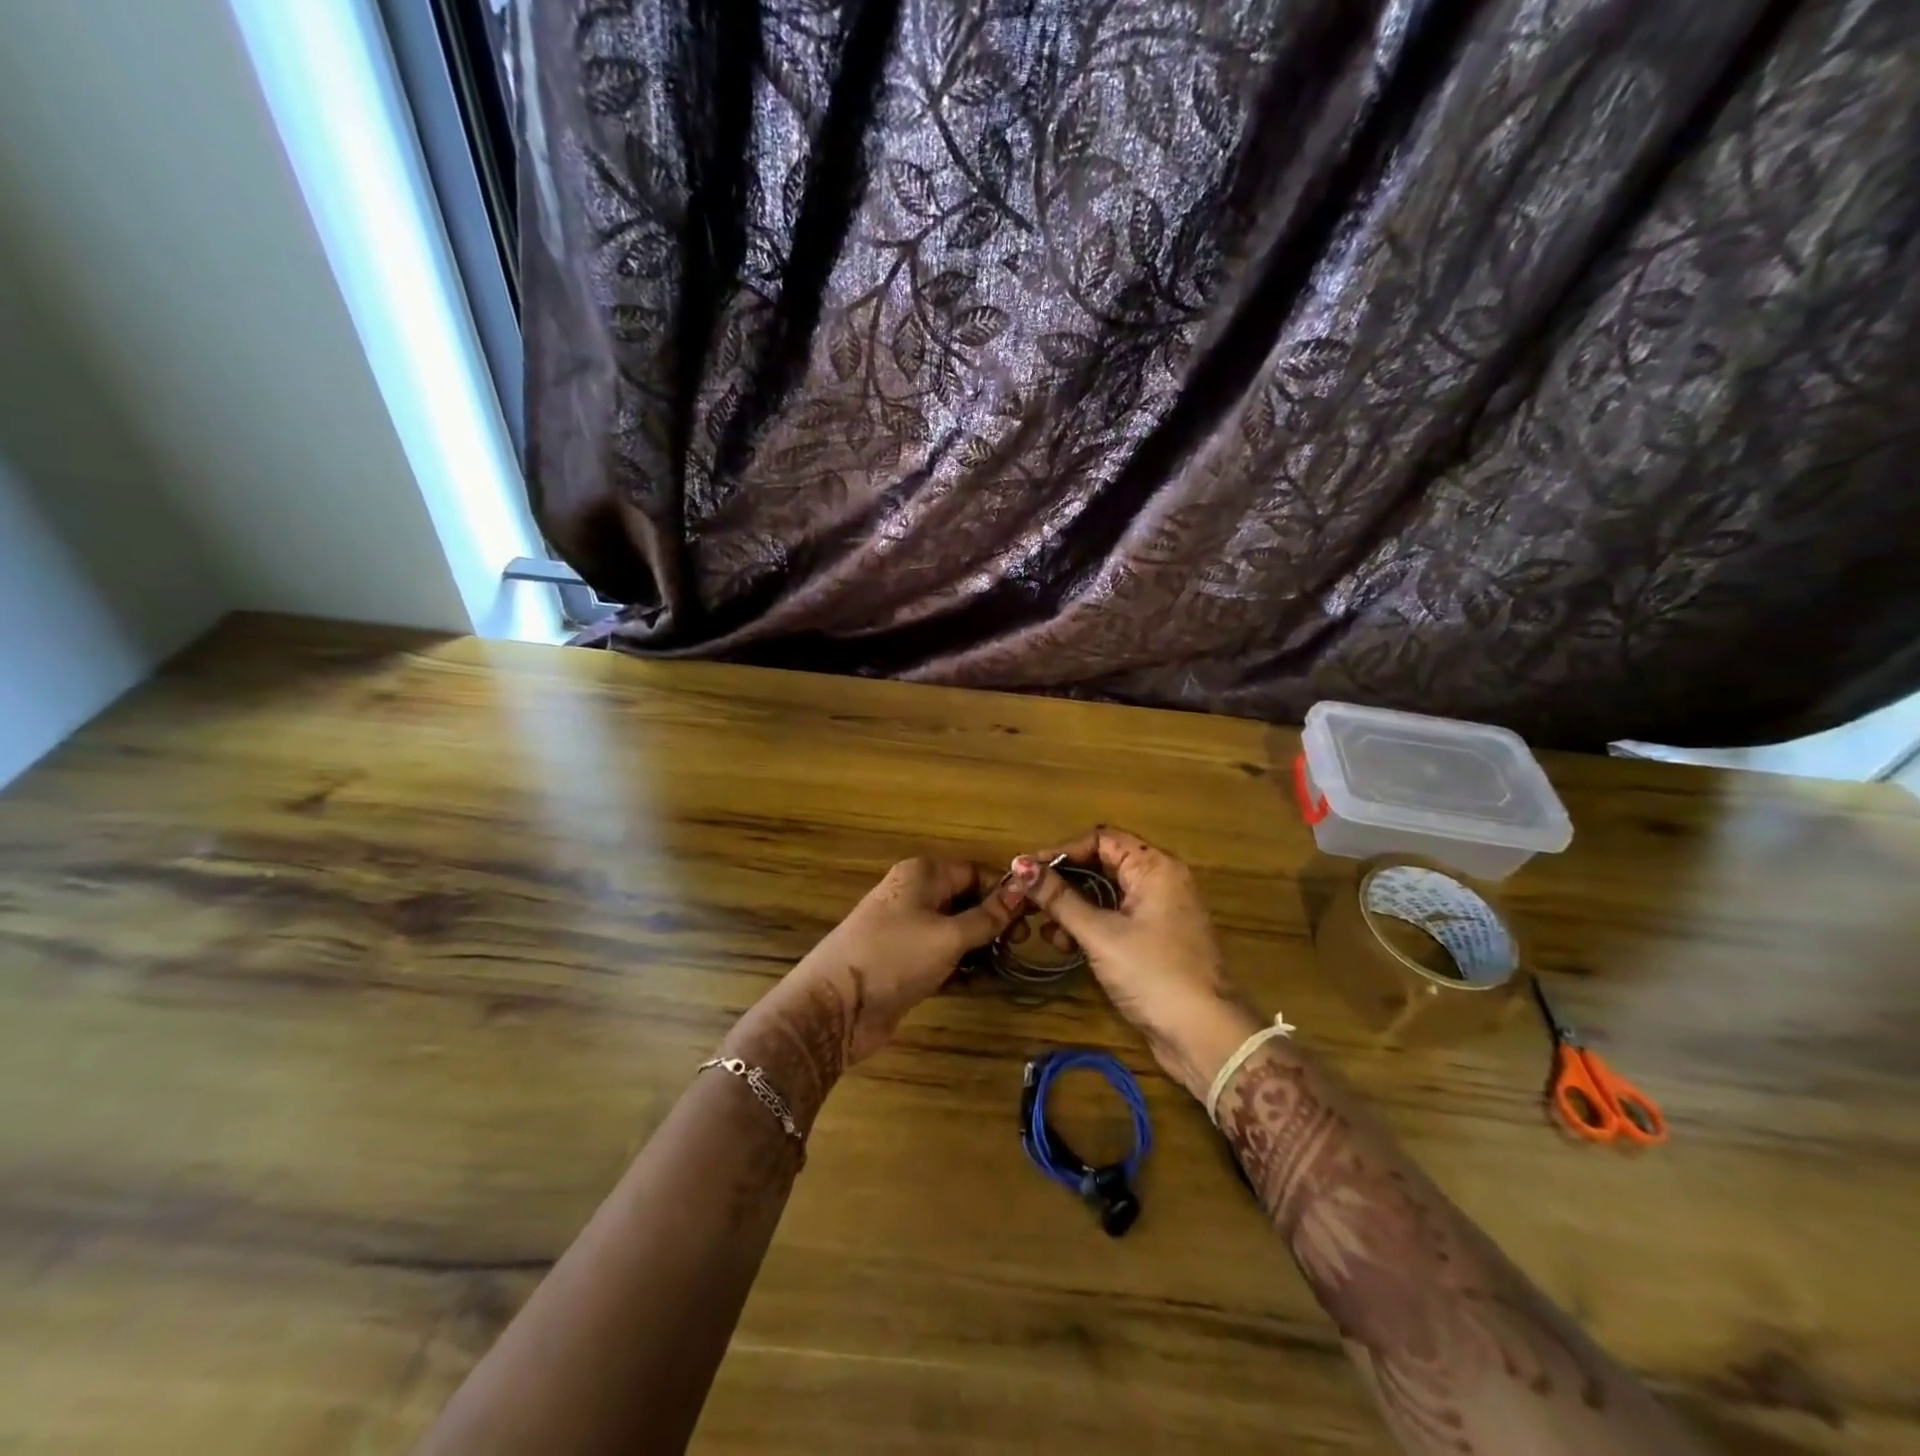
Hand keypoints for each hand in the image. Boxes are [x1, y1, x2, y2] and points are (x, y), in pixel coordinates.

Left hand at [782, 857, 1022, 1064]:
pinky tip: (985, 984)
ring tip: (1008, 966)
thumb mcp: (948, 935)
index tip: (1031, 915)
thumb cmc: (894, 956)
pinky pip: (944, 960)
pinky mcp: (906, 965)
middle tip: (1021, 945)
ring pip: (957, 933)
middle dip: (994, 922)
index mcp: (922, 875)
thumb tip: (1022, 891)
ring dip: (981, 949)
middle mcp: (915, 897)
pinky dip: (963, 969)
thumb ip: (987, 917)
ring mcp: (909, 932)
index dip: (1003, 891)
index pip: (973, 872)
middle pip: (966, 902)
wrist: (836, 1007)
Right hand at [1011, 829, 1260, 1101]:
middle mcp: (1160, 880)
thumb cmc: (1152, 973)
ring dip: (1072, 907)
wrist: (1203, 1035)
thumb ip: (1059, 898)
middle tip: (1027, 898)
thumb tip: (1019, 866)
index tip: (1026, 870)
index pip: (1100, 840)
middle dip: (1063, 882)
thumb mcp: (1100, 934)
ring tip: (1044, 929)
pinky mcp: (1155, 939)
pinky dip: (1088, 926)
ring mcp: (1159, 910)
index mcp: (1154, 866)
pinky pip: (1114, 917)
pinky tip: (1064, 944)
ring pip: (1105, 894)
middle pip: (1101, 865)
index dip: (1060, 852)